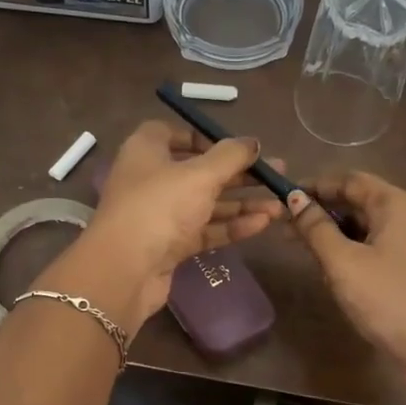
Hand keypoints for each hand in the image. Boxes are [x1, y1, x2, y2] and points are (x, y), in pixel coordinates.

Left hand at [49, 120, 284, 329]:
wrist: (126, 270)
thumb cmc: (159, 207)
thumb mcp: (200, 175)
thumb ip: (231, 156)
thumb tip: (254, 142)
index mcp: (146, 151)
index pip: (173, 133)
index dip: (204, 137)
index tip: (235, 146)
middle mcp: (151, 179)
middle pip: (199, 170)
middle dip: (238, 173)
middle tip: (276, 173)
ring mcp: (160, 215)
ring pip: (206, 203)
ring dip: (242, 202)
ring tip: (279, 204)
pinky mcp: (170, 245)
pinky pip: (205, 229)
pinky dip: (232, 225)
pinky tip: (263, 223)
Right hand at [286, 173, 405, 385]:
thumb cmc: (388, 298)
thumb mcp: (343, 261)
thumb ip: (316, 228)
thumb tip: (294, 199)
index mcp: (393, 203)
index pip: (348, 180)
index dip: (314, 185)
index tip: (282, 197)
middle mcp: (405, 214)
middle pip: (356, 200)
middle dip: (319, 209)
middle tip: (283, 224)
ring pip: (362, 225)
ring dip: (330, 231)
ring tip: (296, 244)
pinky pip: (371, 245)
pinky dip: (347, 248)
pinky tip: (325, 264)